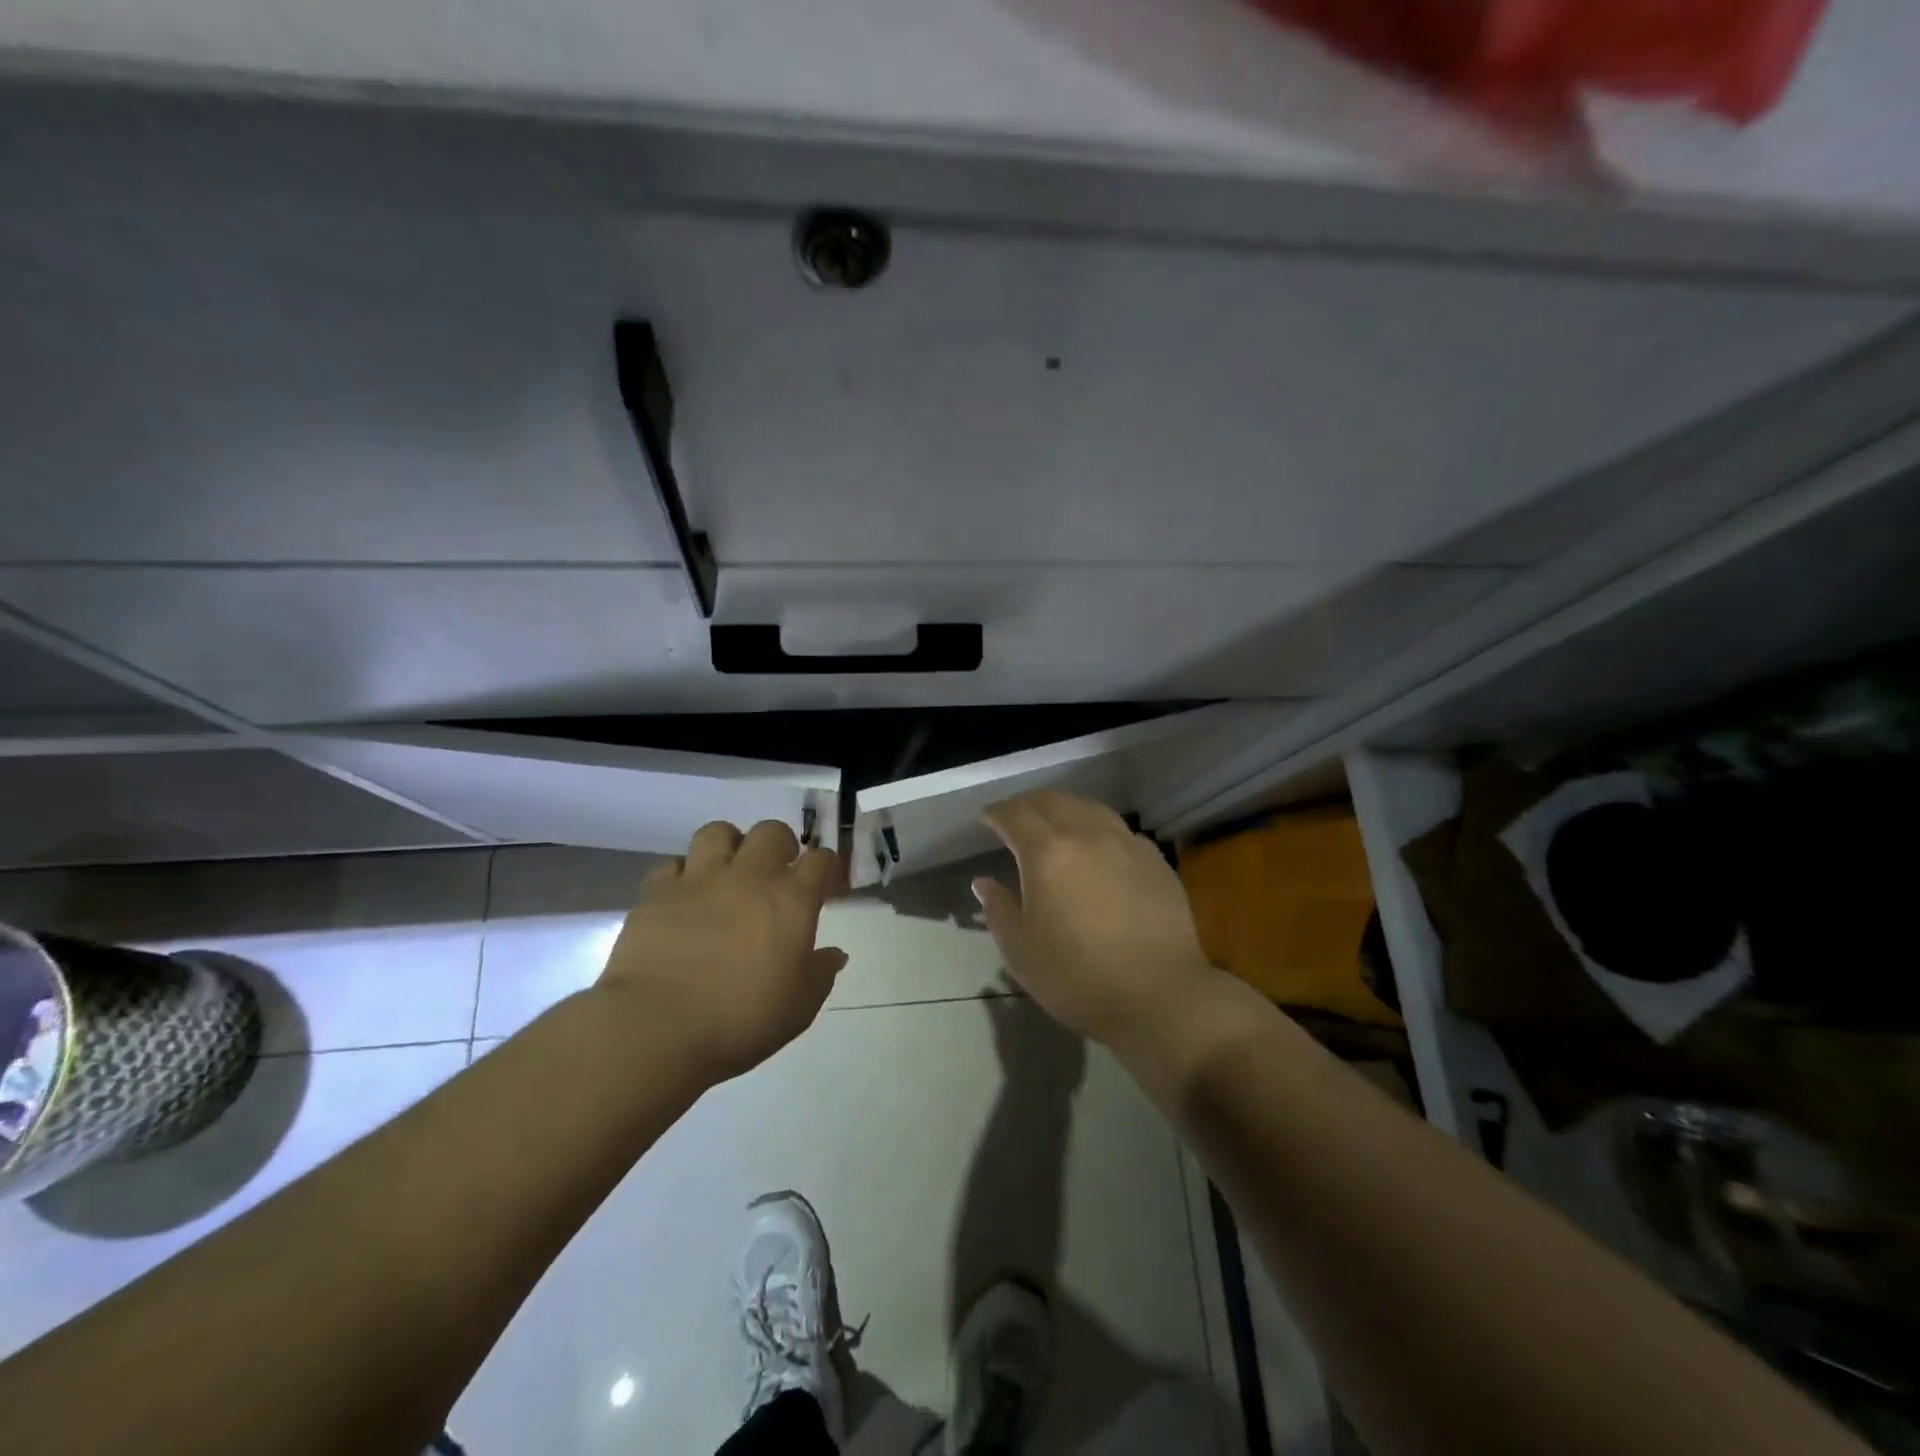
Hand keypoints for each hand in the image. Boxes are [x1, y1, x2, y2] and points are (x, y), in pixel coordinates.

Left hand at [599, 820, 845, 1082]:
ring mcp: (699, 880)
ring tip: (728, 871)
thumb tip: (835, 954)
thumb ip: (820, 973)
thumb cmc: (741, 1020)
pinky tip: (684, 897)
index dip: (827, 867)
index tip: (825, 883)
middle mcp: (748, 877)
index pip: (821, 861)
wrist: (658, 1028)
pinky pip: (672, 865)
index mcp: (791, 900)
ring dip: (729, 846)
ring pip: (718, 832)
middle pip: (771, 831)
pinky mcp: (656, 893)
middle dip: (780, 844)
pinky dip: (682, 874)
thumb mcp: (799, 1006)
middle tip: (777, 871)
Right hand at [974, 791, 1214, 1048]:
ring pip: (1089, 808)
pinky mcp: (1155, 859)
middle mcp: (1086, 834)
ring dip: (1064, 808)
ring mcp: (1125, 843)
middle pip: (1052, 801)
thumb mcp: (1021, 951)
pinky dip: (1097, 827)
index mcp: (1047, 852)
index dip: (996, 813)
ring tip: (1055, 823)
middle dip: (1028, 804)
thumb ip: (999, 910)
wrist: (1161, 995)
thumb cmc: (1078, 977)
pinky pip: (1118, 829)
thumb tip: (985, 882)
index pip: (1014, 815)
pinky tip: (1098, 847)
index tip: (986, 819)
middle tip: (1016, 817)